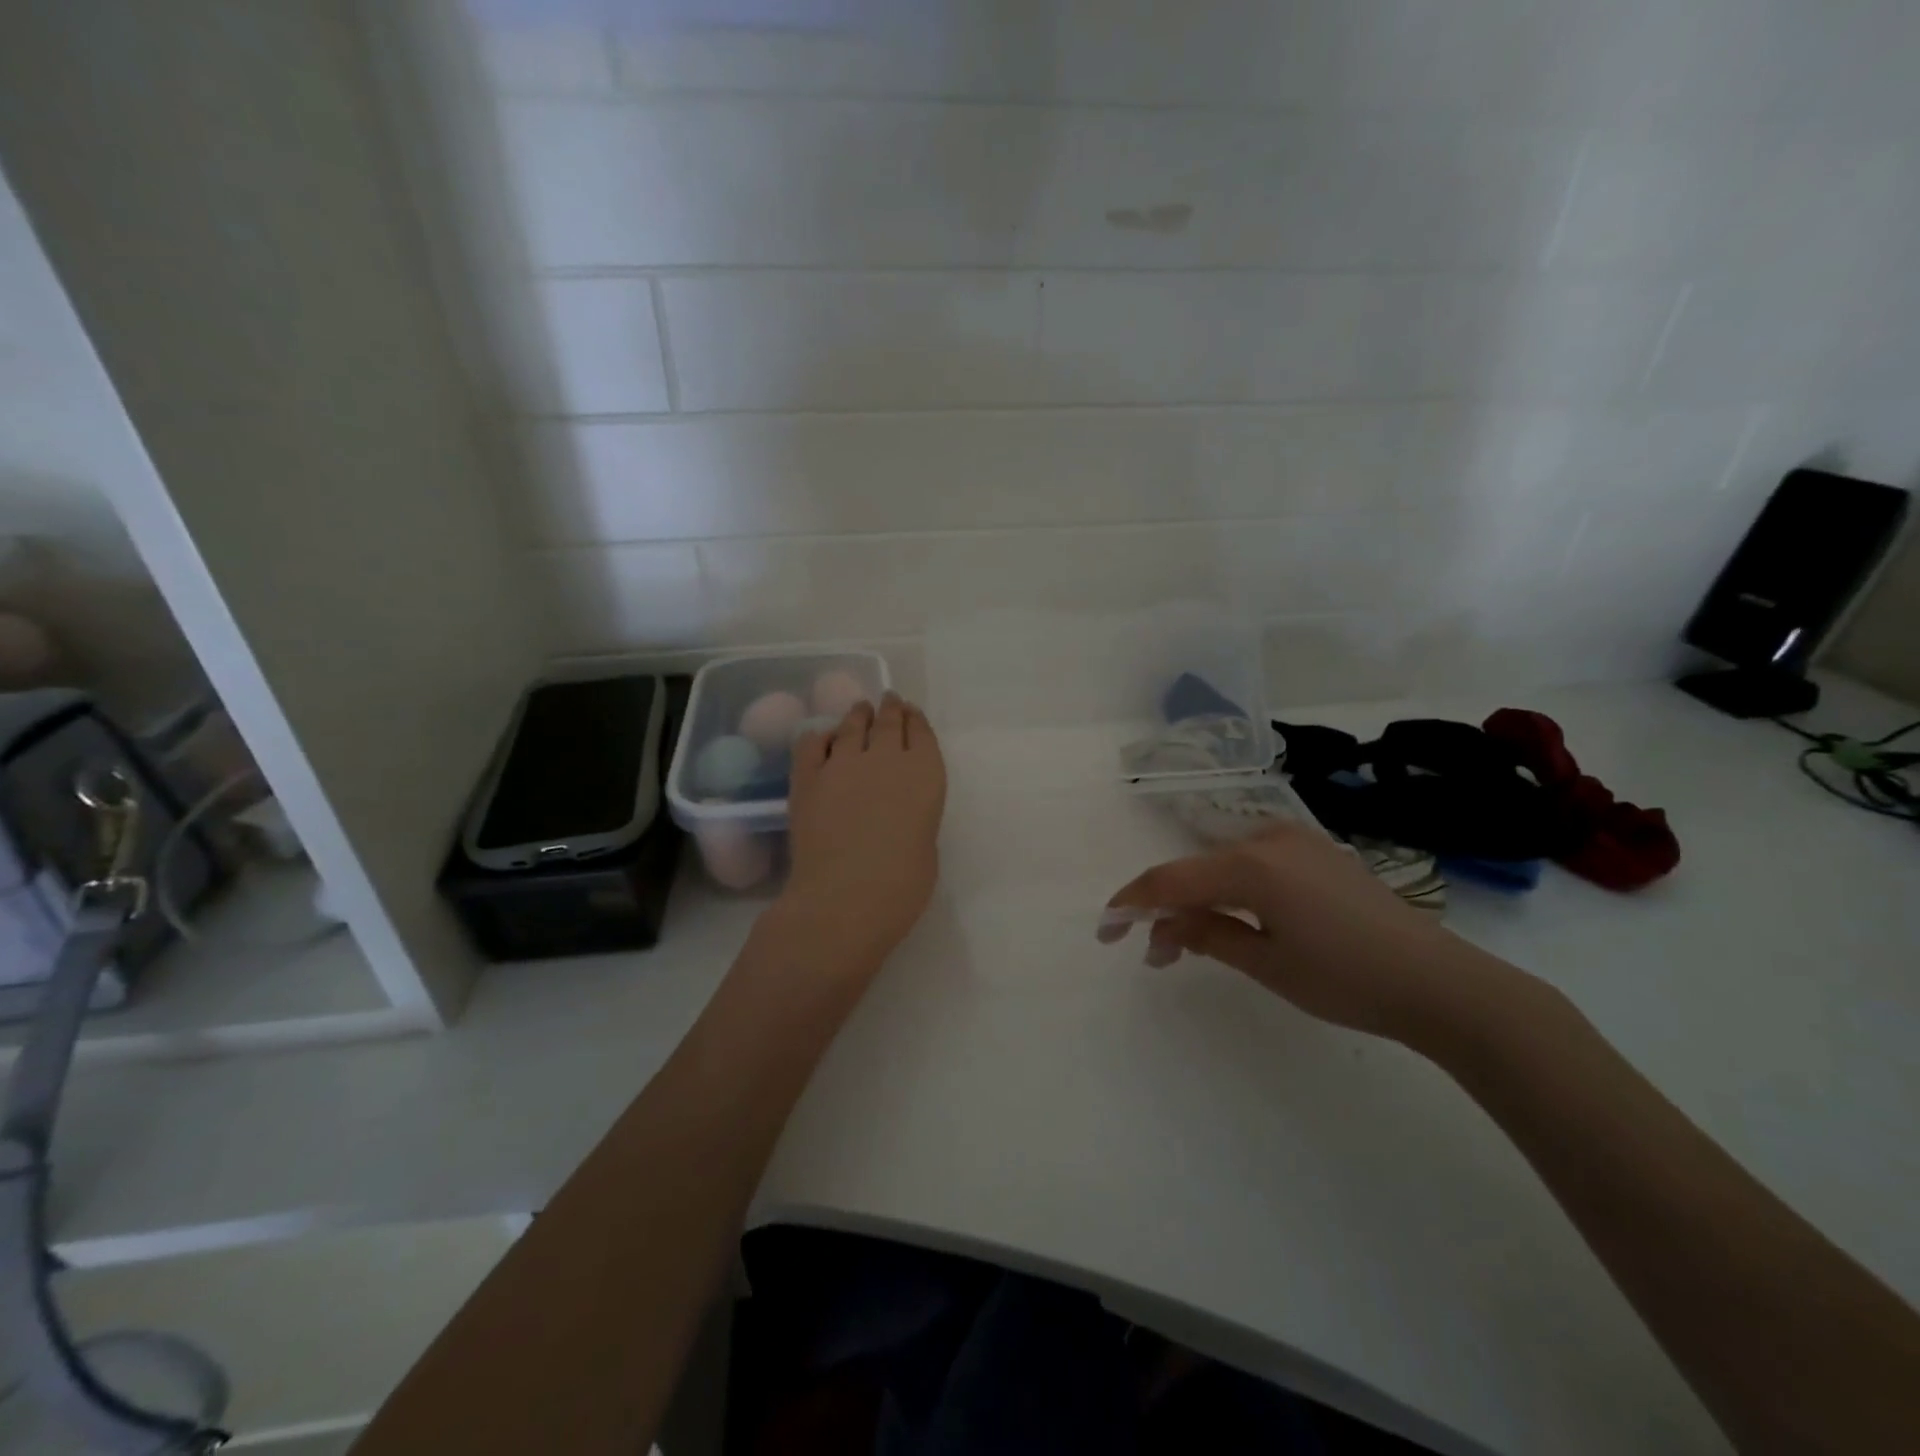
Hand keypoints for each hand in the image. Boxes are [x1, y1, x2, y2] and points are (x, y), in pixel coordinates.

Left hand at [779, 693, 946, 969]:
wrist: (844, 898)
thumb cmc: (901, 886)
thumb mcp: (925, 845)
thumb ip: (915, 816)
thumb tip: (898, 809)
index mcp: (925, 774)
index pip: (922, 733)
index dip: (916, 721)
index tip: (911, 713)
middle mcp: (886, 758)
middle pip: (889, 721)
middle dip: (890, 709)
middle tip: (889, 701)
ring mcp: (843, 763)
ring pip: (851, 725)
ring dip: (858, 715)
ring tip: (859, 710)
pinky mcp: (807, 777)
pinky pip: (812, 743)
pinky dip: (820, 736)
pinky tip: (822, 737)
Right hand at [1103, 822, 1510, 1044]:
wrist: (1442, 983)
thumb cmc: (1348, 979)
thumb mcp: (1267, 964)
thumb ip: (1206, 935)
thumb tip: (1162, 926)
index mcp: (1251, 864)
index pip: (1171, 879)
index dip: (1132, 903)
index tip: (1106, 929)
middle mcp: (1268, 838)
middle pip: (1196, 869)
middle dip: (1168, 908)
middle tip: (1154, 953)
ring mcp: (1297, 841)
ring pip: (1224, 865)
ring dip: (1201, 900)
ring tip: (1192, 942)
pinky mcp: (1319, 853)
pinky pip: (1256, 864)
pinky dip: (1233, 890)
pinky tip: (1235, 919)